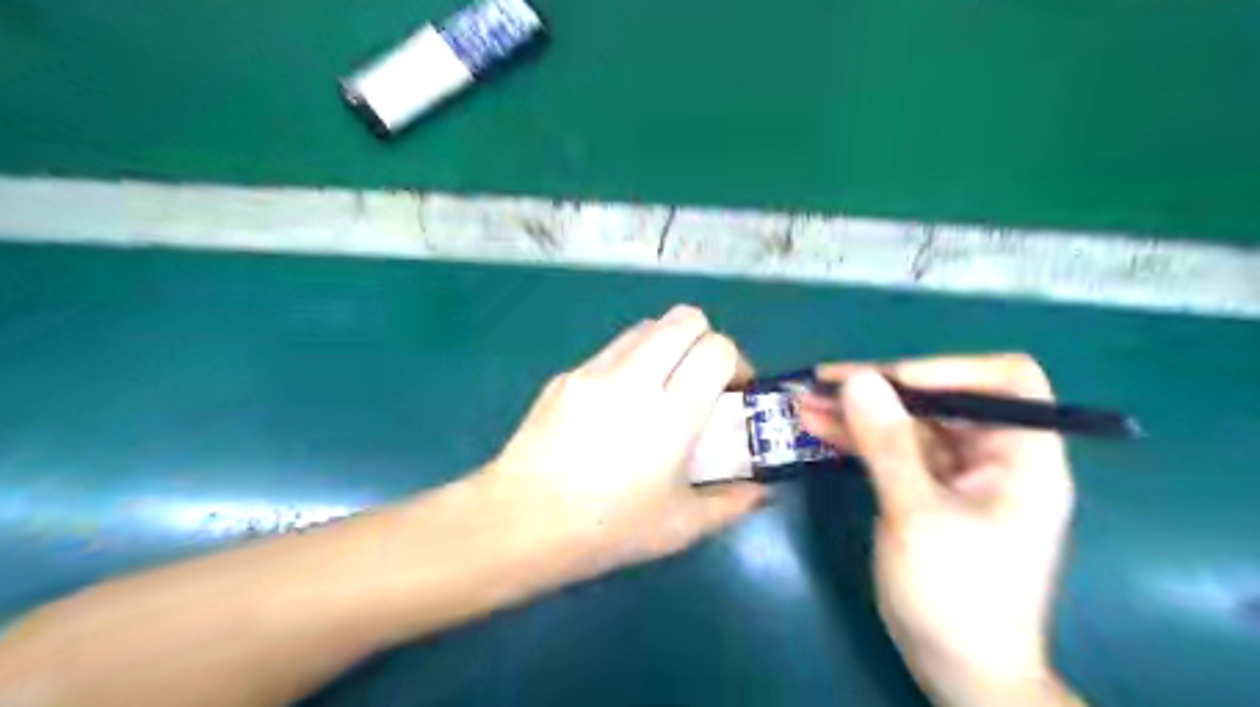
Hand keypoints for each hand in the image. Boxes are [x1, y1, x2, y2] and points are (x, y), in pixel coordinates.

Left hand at [484, 306, 768, 575]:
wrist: (519, 522)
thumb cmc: (607, 529)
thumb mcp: (680, 526)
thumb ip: (731, 503)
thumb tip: (762, 492)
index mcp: (671, 411)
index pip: (717, 348)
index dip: (735, 363)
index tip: (732, 393)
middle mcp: (634, 376)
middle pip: (684, 318)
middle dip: (705, 340)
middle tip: (701, 380)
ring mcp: (594, 370)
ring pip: (646, 327)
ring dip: (667, 346)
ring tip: (661, 388)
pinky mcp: (565, 375)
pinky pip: (611, 351)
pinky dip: (631, 363)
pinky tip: (617, 408)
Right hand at [802, 355, 1076, 705]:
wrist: (960, 671)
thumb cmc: (956, 597)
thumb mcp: (917, 515)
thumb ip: (887, 444)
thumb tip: (858, 380)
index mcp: (1022, 457)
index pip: (1007, 381)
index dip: (950, 369)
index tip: (890, 381)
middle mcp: (993, 457)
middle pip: (941, 399)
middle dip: (880, 389)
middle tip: (822, 384)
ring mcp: (956, 475)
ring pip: (907, 424)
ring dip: (858, 412)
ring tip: (805, 402)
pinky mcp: (925, 491)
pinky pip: (891, 451)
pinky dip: (857, 439)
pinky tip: (818, 429)